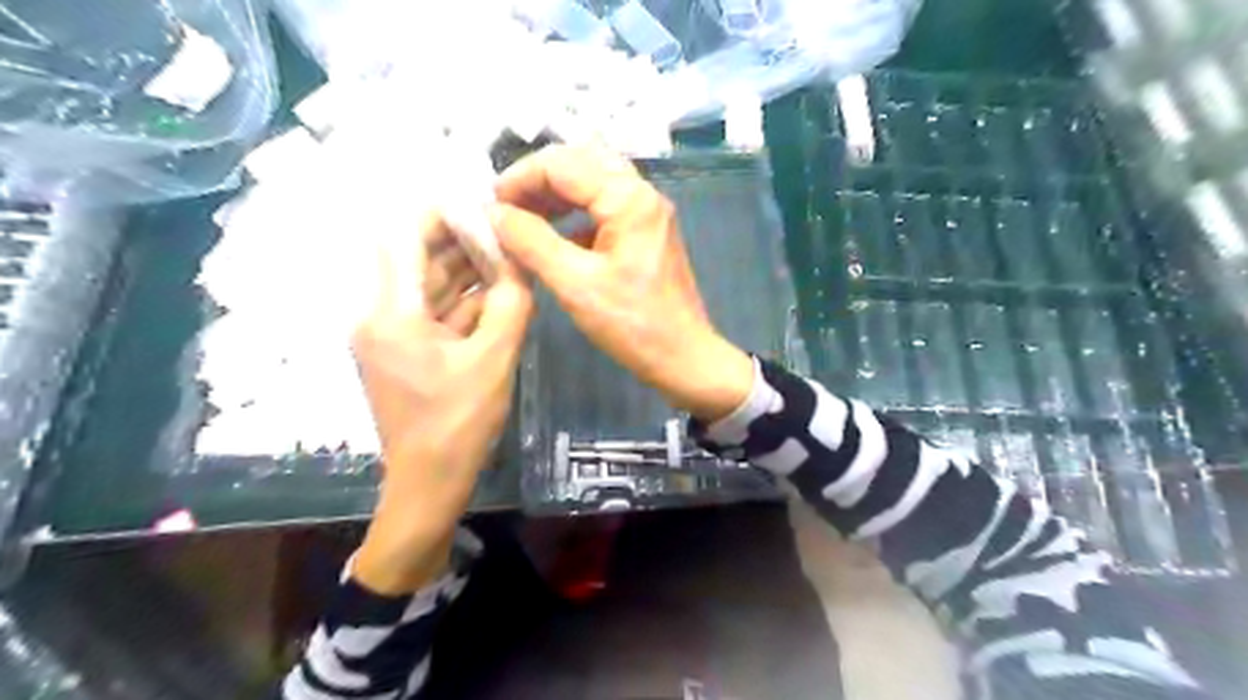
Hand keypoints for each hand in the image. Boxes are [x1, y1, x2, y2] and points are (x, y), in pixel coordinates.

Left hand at [350, 212, 531, 590]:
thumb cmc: (458, 423)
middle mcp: (380, 315)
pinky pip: (434, 312)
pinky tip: (495, 289)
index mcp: (391, 312)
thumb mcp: (494, 360)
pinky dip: (462, 300)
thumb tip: (522, 261)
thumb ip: (510, 304)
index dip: (440, 211)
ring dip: (465, 270)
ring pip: (428, 286)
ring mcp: (390, 334)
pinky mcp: (404, 351)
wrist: (429, 484)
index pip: (404, 237)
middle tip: (505, 225)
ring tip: (507, 251)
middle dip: (460, 239)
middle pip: (417, 259)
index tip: (480, 200)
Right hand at [493, 142, 756, 421]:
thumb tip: (494, 214)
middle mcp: (642, 194)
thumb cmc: (632, 325)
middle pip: (581, 163)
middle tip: (506, 209)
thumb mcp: (575, 284)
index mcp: (628, 199)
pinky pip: (604, 209)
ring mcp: (647, 214)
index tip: (490, 205)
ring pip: (593, 184)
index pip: (563, 163)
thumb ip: (531, 242)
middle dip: (538, 181)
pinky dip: (574, 216)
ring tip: (522, 220)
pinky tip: (553, 239)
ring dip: (555, 196)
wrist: (683, 358)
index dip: (520, 178)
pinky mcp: (646, 234)